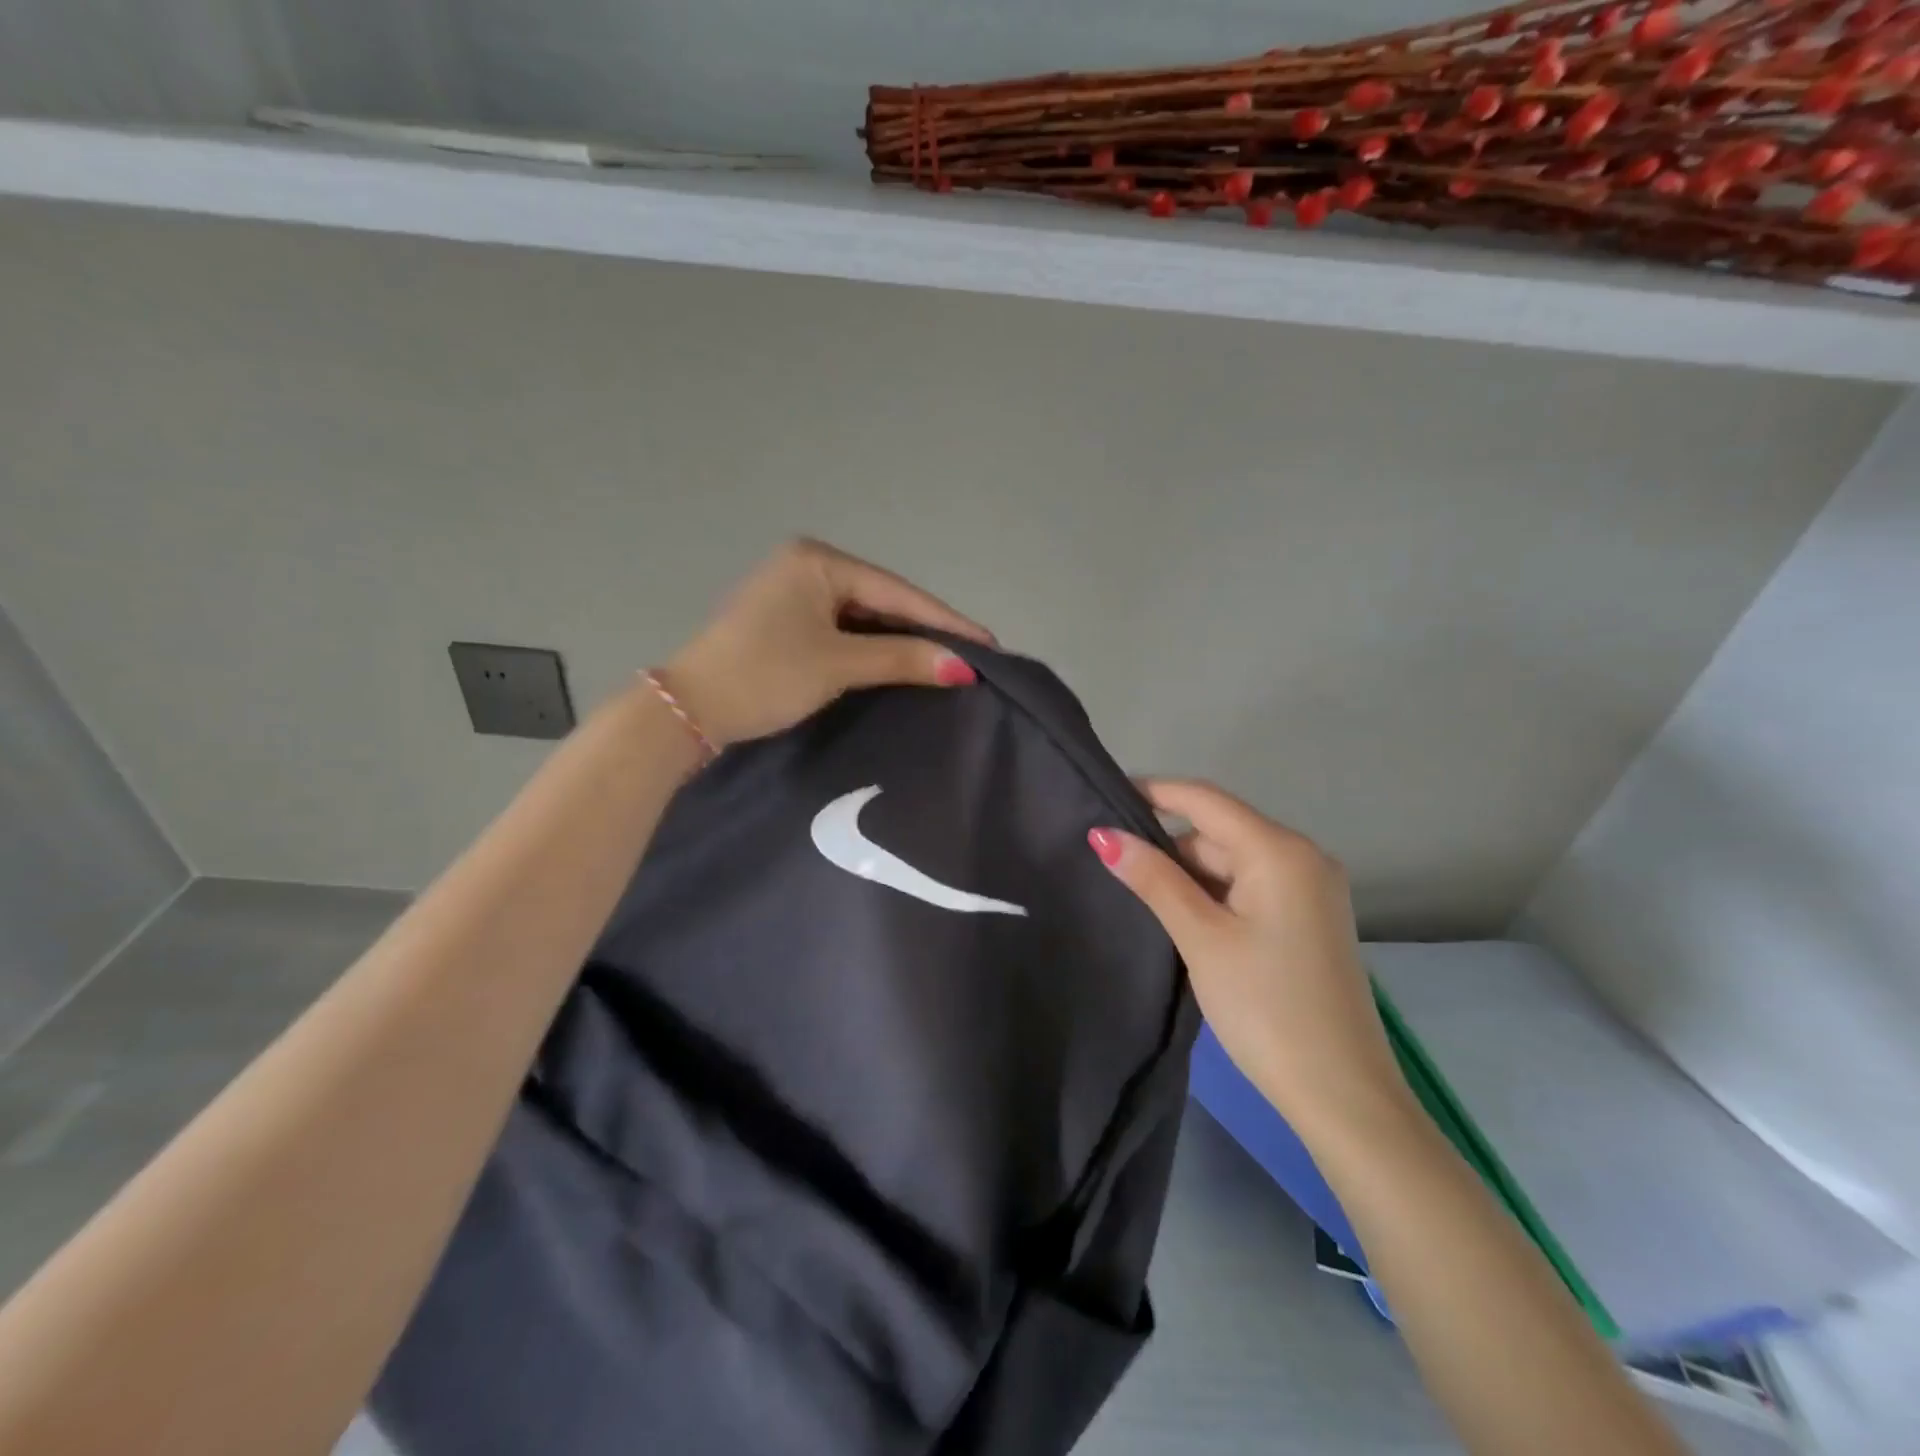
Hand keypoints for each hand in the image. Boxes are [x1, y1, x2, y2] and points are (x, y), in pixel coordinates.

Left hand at [665, 539, 993, 747]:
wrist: (689, 710)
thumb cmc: (765, 675)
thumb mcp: (838, 664)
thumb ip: (902, 658)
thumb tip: (963, 666)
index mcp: (818, 559)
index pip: (898, 591)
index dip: (946, 621)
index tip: (990, 644)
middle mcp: (807, 564)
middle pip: (883, 600)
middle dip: (926, 630)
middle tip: (973, 655)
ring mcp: (795, 591)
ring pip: (864, 616)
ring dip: (900, 640)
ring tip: (948, 661)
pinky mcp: (787, 619)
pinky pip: (844, 628)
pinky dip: (872, 647)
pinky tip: (902, 661)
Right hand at [1089, 779, 1415, 1142]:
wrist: (1341, 1094)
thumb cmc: (1266, 1007)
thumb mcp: (1201, 937)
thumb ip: (1154, 879)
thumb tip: (1103, 835)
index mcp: (1280, 851)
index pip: (1204, 800)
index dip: (1153, 792)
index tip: (1103, 796)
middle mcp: (1302, 858)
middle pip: (1218, 832)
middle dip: (1167, 845)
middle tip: (1110, 863)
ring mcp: (1310, 890)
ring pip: (1232, 862)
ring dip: (1188, 875)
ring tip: (1136, 895)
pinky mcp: (1308, 919)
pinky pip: (1250, 887)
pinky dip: (1214, 895)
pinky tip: (1181, 918)